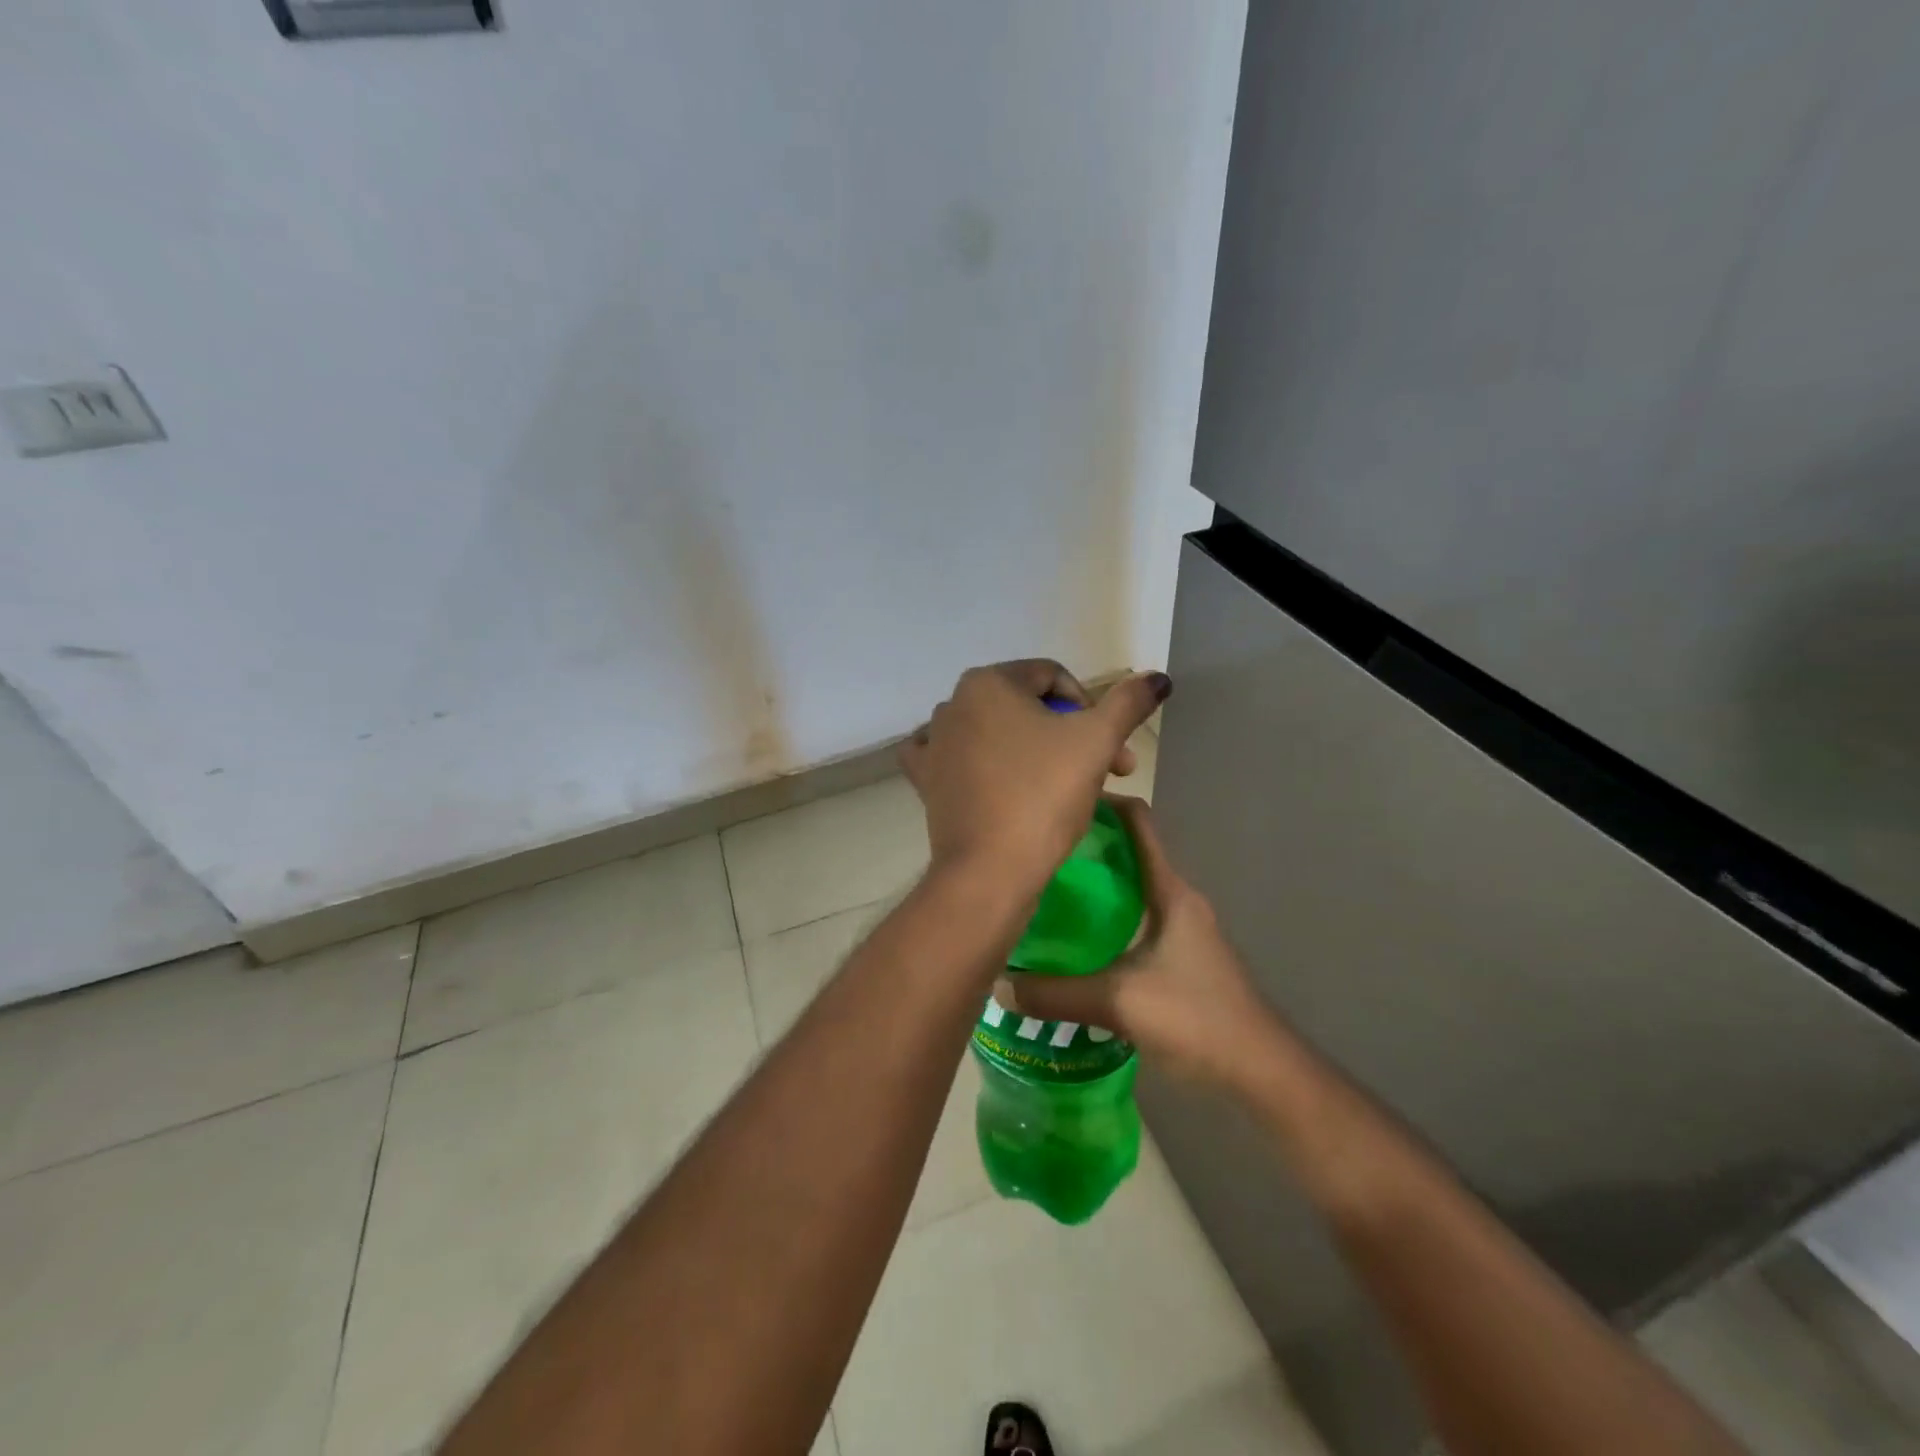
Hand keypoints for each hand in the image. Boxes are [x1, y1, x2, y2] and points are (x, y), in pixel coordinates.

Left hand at [899, 660, 1169, 898]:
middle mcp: (953, 703)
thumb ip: (1128, 703)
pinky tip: (990, 774)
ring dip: (1032, 751)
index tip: (1113, 752)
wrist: (990, 870)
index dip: (1091, 709)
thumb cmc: (1044, 795)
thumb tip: (1157, 677)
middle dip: (1069, 735)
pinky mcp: (925, 780)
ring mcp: (934, 743)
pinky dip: (975, 761)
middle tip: (1104, 774)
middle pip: (1025, 707)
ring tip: (1061, 787)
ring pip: (995, 732)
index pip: (1054, 677)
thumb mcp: (1097, 742)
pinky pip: (954, 758)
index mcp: (988, 681)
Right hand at [994, 796, 1278, 1087]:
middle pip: (1128, 855)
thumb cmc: (1196, 1018)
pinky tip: (1073, 944)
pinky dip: (1104, 922)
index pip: (1138, 823)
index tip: (1059, 803)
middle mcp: (1177, 901)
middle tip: (1035, 855)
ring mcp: (1182, 931)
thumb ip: (1056, 995)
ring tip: (1044, 895)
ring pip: (1130, 892)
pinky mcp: (1181, 959)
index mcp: (1169, 891)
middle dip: (1085, 850)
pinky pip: (1134, 923)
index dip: (1103, 803)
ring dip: (1093, 889)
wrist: (1259, 1072)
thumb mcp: (1118, 1003)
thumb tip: (998, 985)